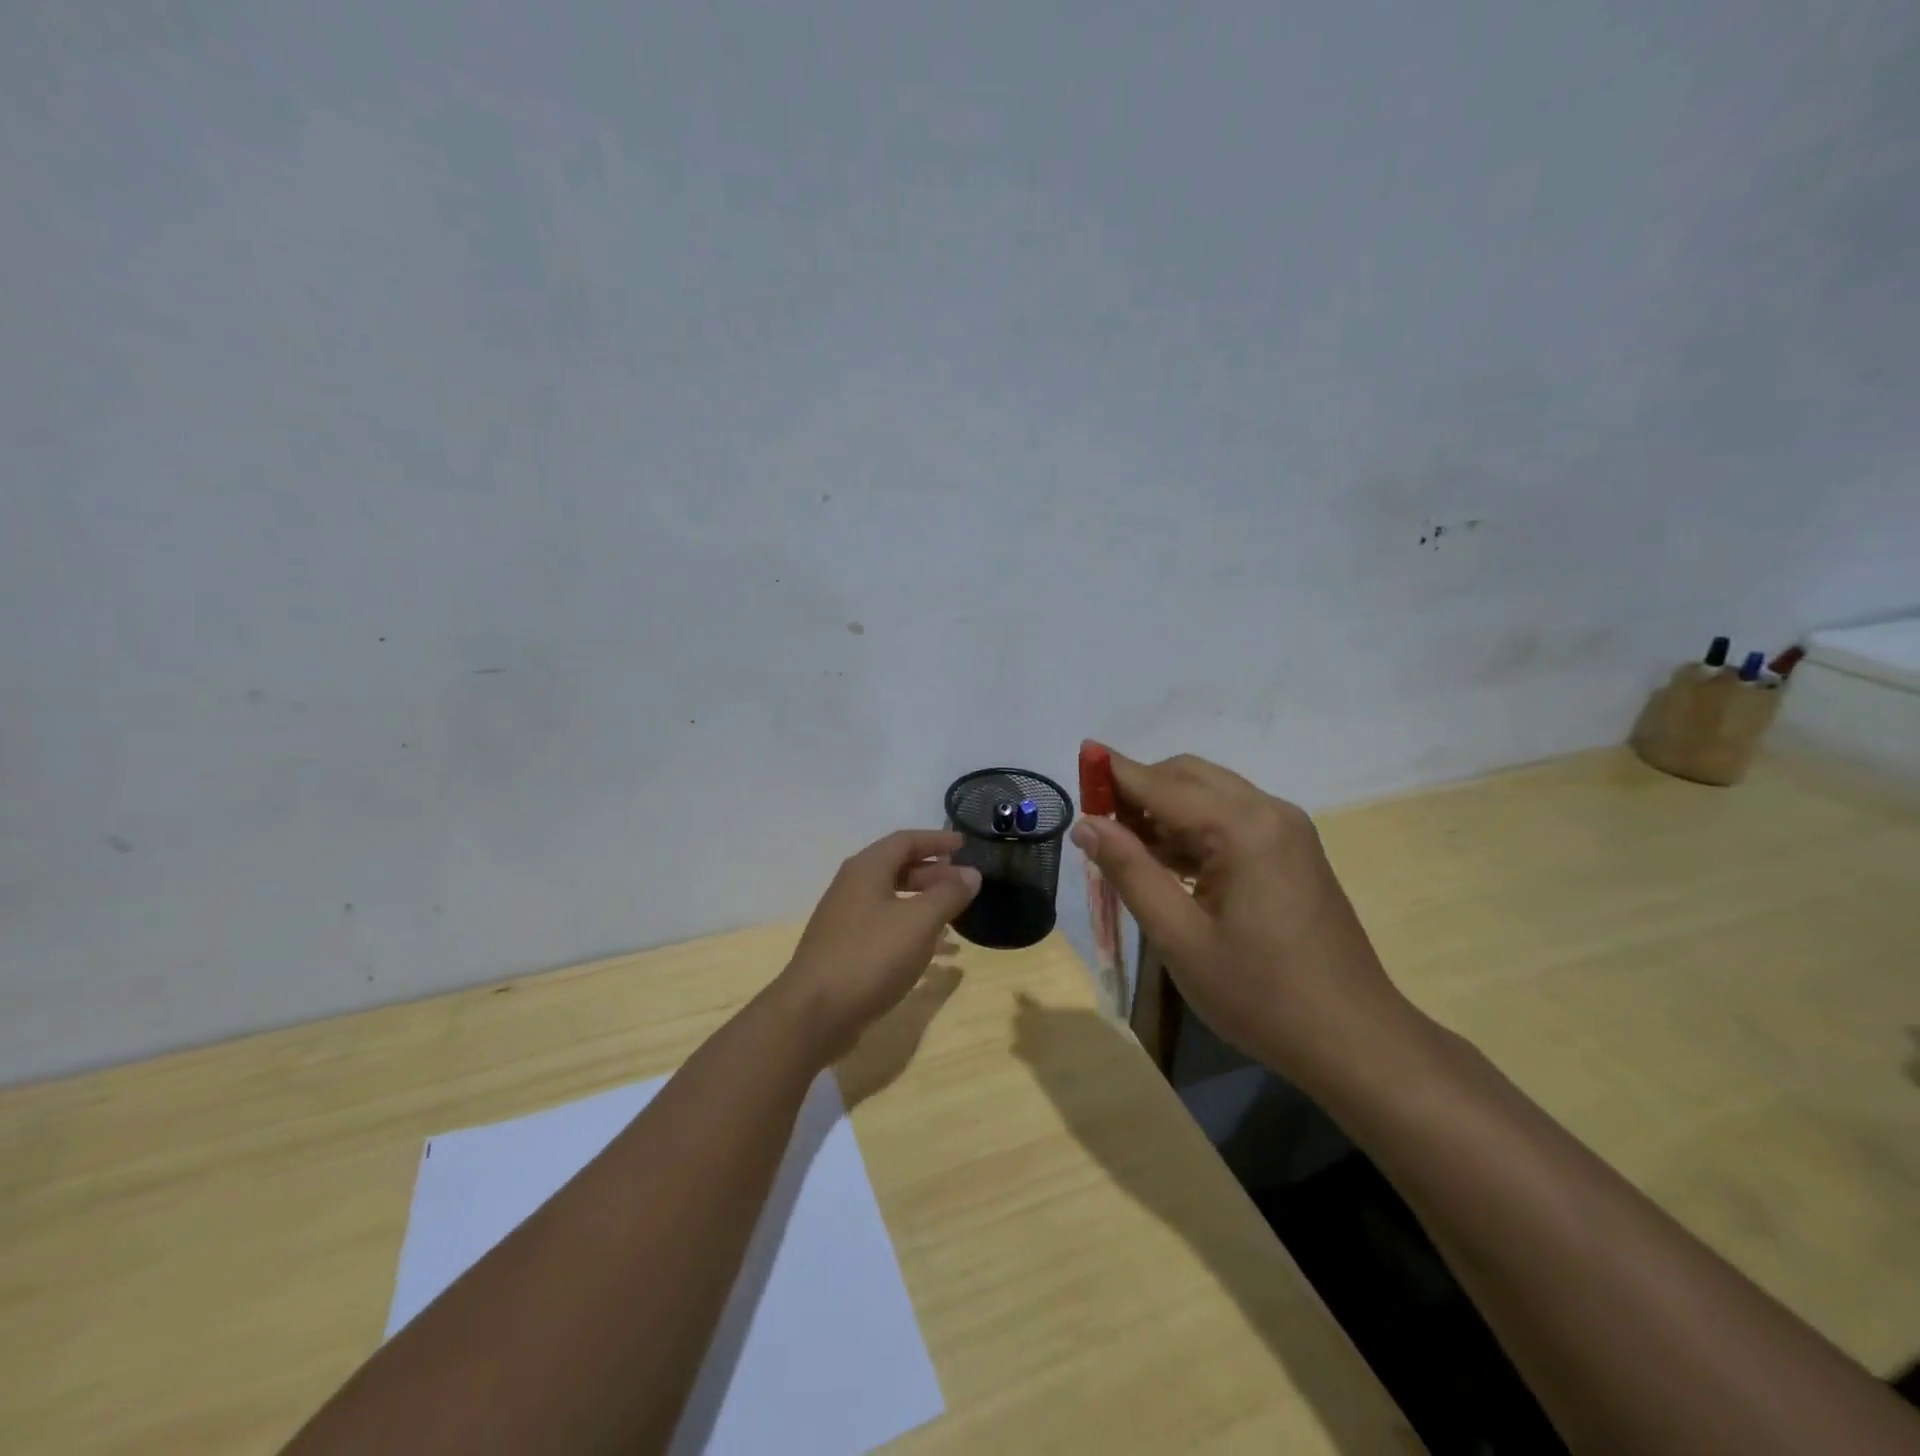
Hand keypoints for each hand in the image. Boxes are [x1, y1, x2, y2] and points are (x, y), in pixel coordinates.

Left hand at [775, 830, 980, 1063]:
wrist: (813, 1013)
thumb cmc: (870, 956)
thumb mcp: (919, 922)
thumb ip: (948, 895)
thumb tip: (972, 873)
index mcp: (867, 869)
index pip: (906, 840)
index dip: (937, 840)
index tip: (964, 845)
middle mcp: (852, 886)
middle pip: (897, 868)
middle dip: (933, 872)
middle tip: (964, 883)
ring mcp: (845, 919)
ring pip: (891, 899)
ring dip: (924, 902)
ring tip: (954, 916)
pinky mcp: (844, 949)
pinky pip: (884, 926)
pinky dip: (910, 928)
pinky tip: (930, 950)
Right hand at [1070, 745, 1411, 1089]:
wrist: (1353, 1039)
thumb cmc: (1260, 994)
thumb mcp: (1179, 937)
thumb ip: (1129, 871)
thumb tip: (1086, 824)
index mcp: (1242, 827)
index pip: (1161, 783)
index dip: (1114, 772)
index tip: (1079, 758)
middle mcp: (1269, 811)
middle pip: (1188, 776)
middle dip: (1138, 789)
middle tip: (1098, 824)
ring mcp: (1287, 830)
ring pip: (1210, 794)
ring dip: (1164, 808)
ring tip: (1124, 846)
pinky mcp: (1293, 850)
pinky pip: (1231, 818)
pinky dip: (1193, 828)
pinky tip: (1167, 861)